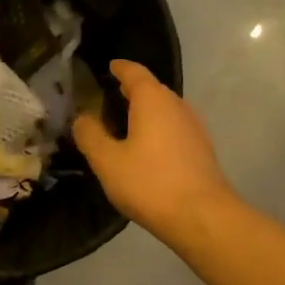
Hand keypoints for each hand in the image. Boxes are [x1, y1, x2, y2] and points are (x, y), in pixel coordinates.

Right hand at [73, 60, 234, 243]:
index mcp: (153, 100)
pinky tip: (147, 148)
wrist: (202, 217)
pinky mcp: (202, 149)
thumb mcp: (107, 160)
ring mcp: (194, 127)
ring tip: (124, 123)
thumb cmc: (149, 182)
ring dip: (146, 111)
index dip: (120, 68)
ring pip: (165, 110)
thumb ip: (90, 135)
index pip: (135, 72)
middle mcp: (177, 106)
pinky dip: (158, 129)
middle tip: (109, 97)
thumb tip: (82, 118)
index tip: (109, 67)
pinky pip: (174, 128)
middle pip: (152, 89)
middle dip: (132, 90)